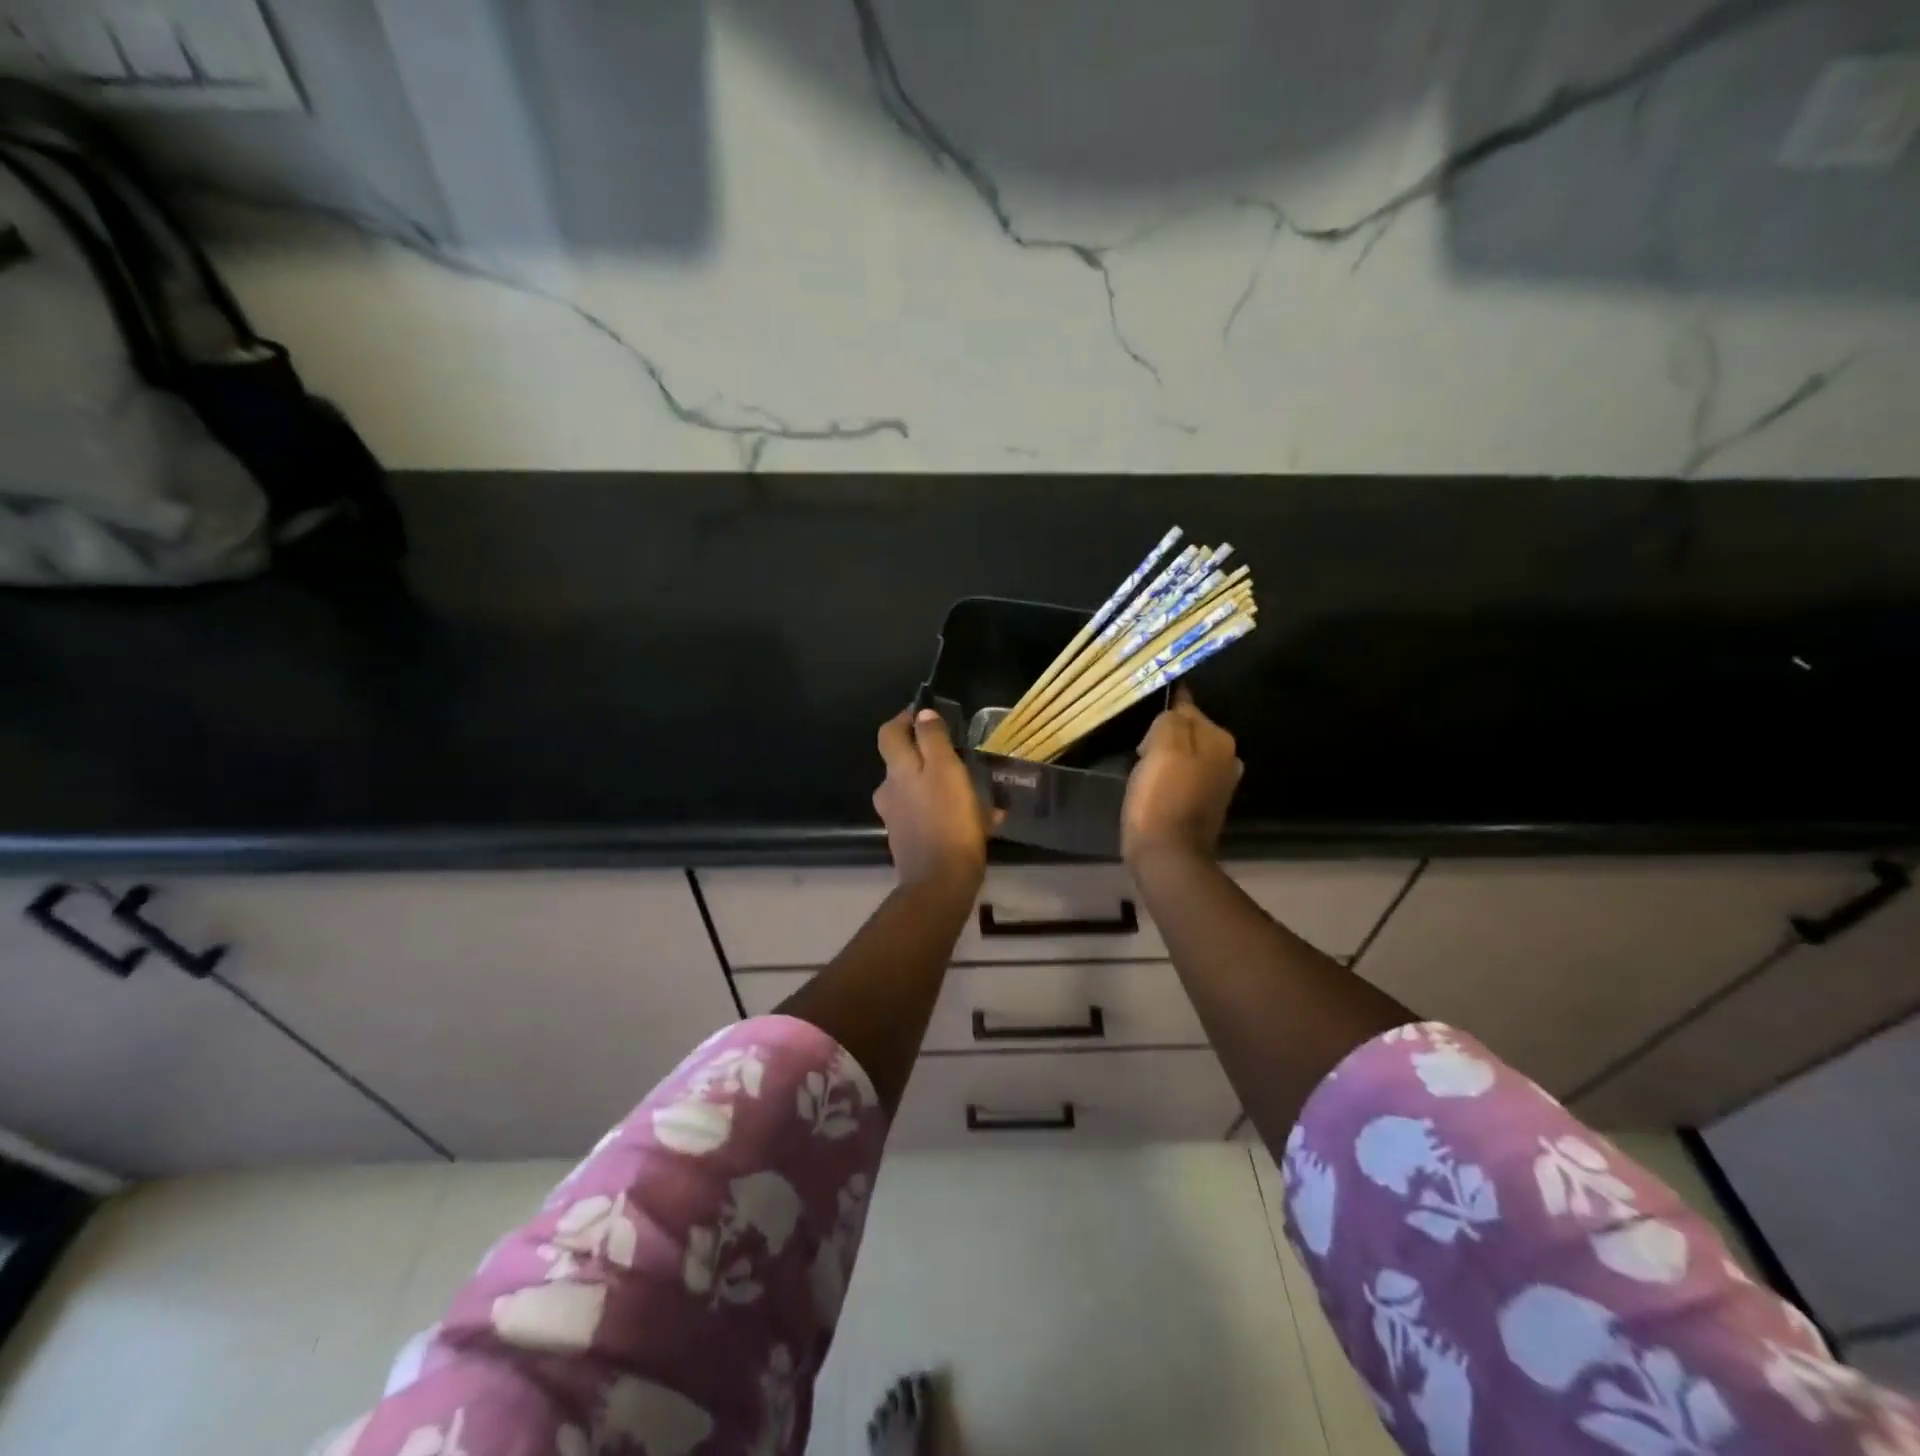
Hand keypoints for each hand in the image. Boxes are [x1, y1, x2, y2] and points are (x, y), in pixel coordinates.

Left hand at [875, 708, 998, 892]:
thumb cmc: (948, 821)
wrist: (940, 883)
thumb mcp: (946, 771)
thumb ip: (933, 740)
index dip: (903, 719)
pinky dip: (948, 811)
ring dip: (941, 785)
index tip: (925, 714)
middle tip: (956, 752)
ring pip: (918, 790)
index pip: (889, 733)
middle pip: (903, 762)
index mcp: (898, 771)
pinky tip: (981, 821)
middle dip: (926, 753)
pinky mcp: (911, 842)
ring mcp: (898, 819)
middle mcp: (890, 792)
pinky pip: (929, 816)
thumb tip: (922, 714)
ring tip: (976, 790)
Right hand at [1122, 688, 1242, 868]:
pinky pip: (1182, 778)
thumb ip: (1170, 719)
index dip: (1160, 714)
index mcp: (1219, 739)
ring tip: (1141, 771)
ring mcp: (1219, 784)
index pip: (1187, 706)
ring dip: (1163, 759)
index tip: (1139, 724)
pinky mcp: (1205, 805)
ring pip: (1184, 755)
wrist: (1168, 857)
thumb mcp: (1161, 745)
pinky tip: (1152, 790)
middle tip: (1138, 752)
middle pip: (1186, 732)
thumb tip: (1174, 712)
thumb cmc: (1160, 798)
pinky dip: (1167, 780)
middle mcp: (1227, 757)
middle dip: (1162, 737)